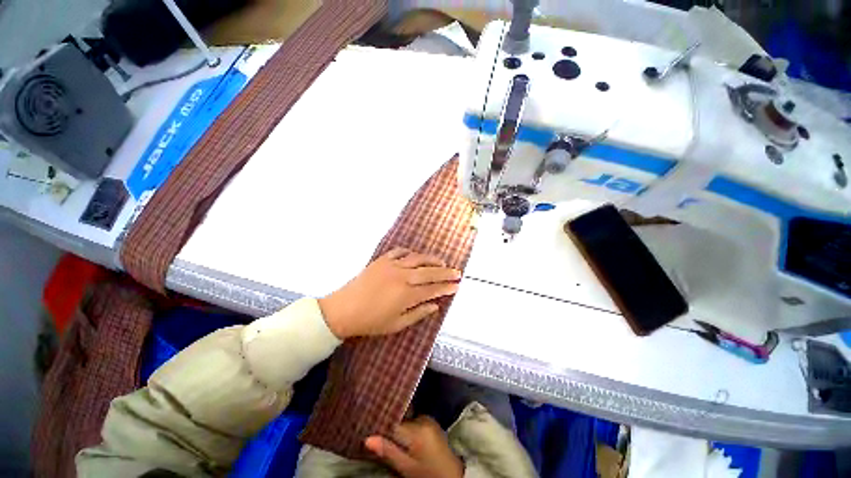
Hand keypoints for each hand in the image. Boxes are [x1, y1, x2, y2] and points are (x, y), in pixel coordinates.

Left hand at [318, 248, 460, 338]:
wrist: (343, 310)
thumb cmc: (371, 321)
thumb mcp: (397, 324)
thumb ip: (418, 314)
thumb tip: (436, 306)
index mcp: (406, 295)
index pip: (432, 289)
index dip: (446, 287)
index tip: (457, 285)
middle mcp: (402, 277)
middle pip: (429, 272)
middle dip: (445, 272)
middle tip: (457, 272)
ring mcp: (392, 266)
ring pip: (417, 259)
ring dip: (432, 259)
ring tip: (442, 261)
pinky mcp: (382, 260)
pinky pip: (400, 251)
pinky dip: (410, 252)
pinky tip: (416, 255)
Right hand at [365, 416, 463, 477]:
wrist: (452, 475)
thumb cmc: (428, 474)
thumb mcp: (407, 468)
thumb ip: (388, 452)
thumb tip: (367, 439)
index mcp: (417, 430)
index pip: (393, 422)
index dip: (380, 425)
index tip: (368, 427)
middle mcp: (423, 418)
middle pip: (399, 420)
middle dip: (389, 427)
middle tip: (374, 434)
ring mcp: (428, 418)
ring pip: (406, 420)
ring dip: (398, 427)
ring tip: (387, 436)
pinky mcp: (431, 421)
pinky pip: (413, 421)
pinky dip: (407, 428)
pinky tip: (402, 436)